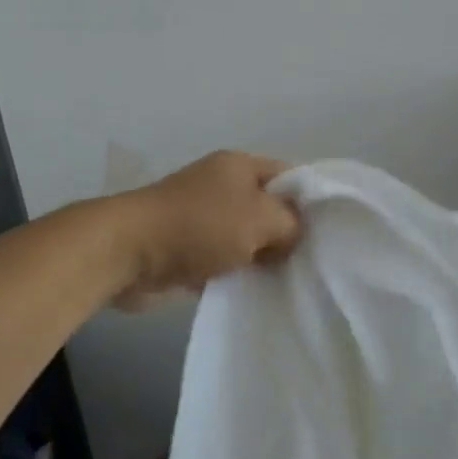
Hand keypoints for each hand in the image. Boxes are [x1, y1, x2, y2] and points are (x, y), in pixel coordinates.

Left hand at [112, 151, 300, 307]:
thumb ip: (290, 224)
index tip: (330, 230)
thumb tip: (293, 236)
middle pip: (267, 207)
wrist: (128, 253)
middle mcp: (221, 186)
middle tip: (312, 261)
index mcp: (239, 166)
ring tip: (288, 281)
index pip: (289, 174)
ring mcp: (200, 218)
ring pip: (245, 237)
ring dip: (260, 259)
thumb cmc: (200, 226)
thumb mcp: (260, 218)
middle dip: (287, 233)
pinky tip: (254, 293)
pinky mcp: (185, 249)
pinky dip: (235, 275)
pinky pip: (222, 261)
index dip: (310, 199)